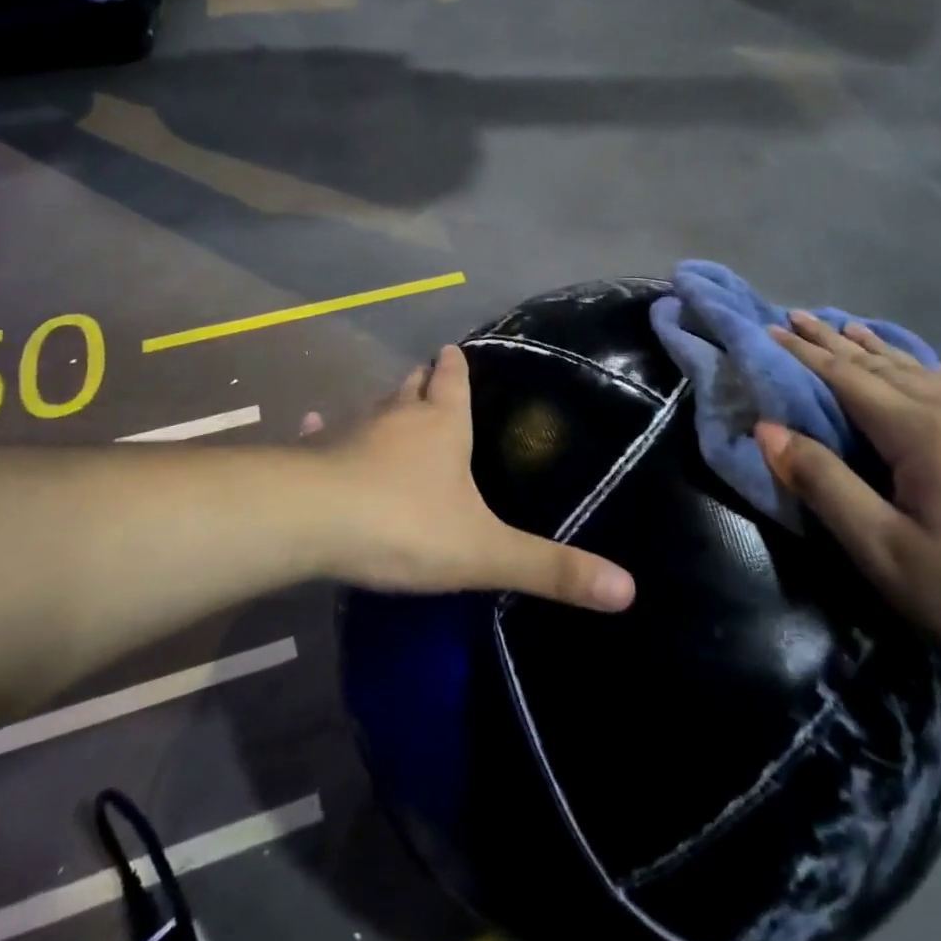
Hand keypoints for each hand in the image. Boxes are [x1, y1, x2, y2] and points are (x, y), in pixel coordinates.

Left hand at [322, 346, 635, 612]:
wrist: (313, 522)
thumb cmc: (406, 524)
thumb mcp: (485, 552)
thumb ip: (550, 568)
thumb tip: (628, 589)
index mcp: (442, 423)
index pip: (453, 379)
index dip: (456, 365)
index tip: (454, 350)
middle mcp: (397, 414)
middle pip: (412, 386)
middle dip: (423, 381)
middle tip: (429, 379)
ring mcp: (351, 430)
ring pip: (374, 408)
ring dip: (385, 407)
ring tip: (392, 409)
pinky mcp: (315, 454)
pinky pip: (323, 435)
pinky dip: (326, 431)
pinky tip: (315, 426)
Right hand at [755, 313, 940, 707]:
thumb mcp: (887, 553)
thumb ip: (824, 484)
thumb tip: (768, 430)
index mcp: (923, 432)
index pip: (846, 378)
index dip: (804, 354)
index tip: (768, 329)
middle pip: (881, 365)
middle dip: (833, 340)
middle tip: (795, 315)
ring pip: (920, 370)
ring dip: (875, 348)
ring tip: (845, 326)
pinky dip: (916, 366)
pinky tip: (917, 366)